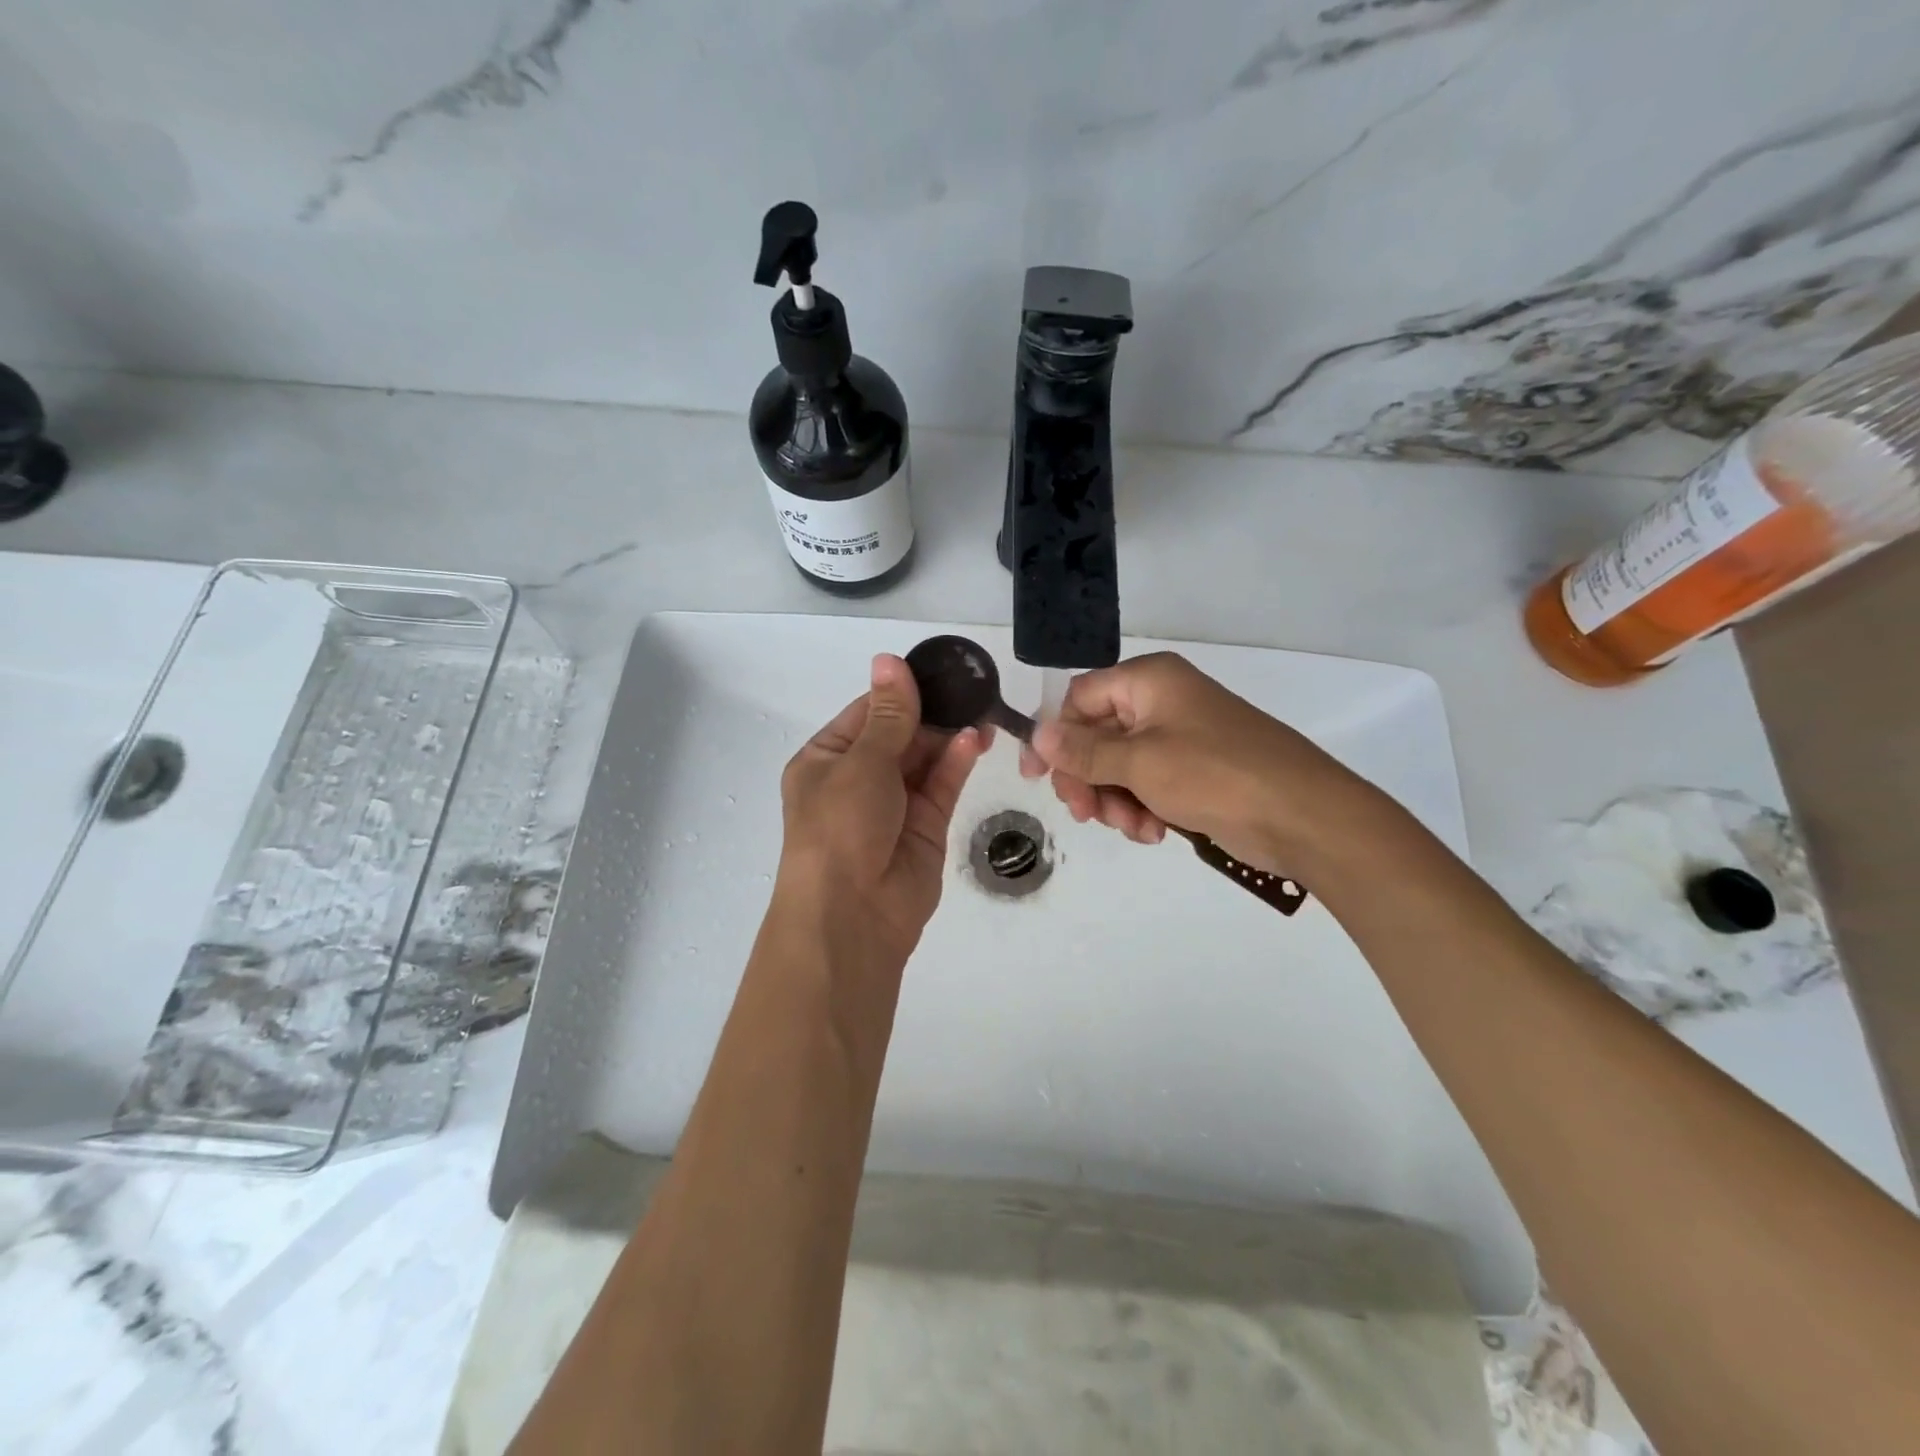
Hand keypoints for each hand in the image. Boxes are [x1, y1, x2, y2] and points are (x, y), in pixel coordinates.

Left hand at [778, 653, 985, 958]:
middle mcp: (858, 779)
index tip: (936, 668)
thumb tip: (890, 660)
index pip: (867, 714)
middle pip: (900, 734)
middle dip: (931, 712)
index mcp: (827, 760)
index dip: (899, 692)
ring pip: (925, 758)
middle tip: (970, 687)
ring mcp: (894, 803)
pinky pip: (942, 785)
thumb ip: (890, 715)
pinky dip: (957, 762)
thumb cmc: (841, 827)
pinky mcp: (926, 826)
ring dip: (949, 735)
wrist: (853, 914)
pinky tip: (975, 739)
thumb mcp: (861, 763)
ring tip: (981, 709)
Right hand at [1019, 652, 1370, 876]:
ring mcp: (1180, 737)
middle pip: (1097, 735)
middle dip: (1088, 778)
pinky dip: (1142, 807)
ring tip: (1133, 828)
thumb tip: (1037, 734)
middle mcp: (1162, 701)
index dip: (1054, 735)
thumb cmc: (1216, 775)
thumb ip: (1084, 750)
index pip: (1079, 698)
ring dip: (1115, 799)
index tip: (1036, 778)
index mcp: (1148, 681)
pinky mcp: (1195, 770)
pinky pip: (1148, 783)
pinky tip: (1154, 832)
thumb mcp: (1139, 762)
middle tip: (1085, 814)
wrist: (1303, 816)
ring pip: (1120, 765)